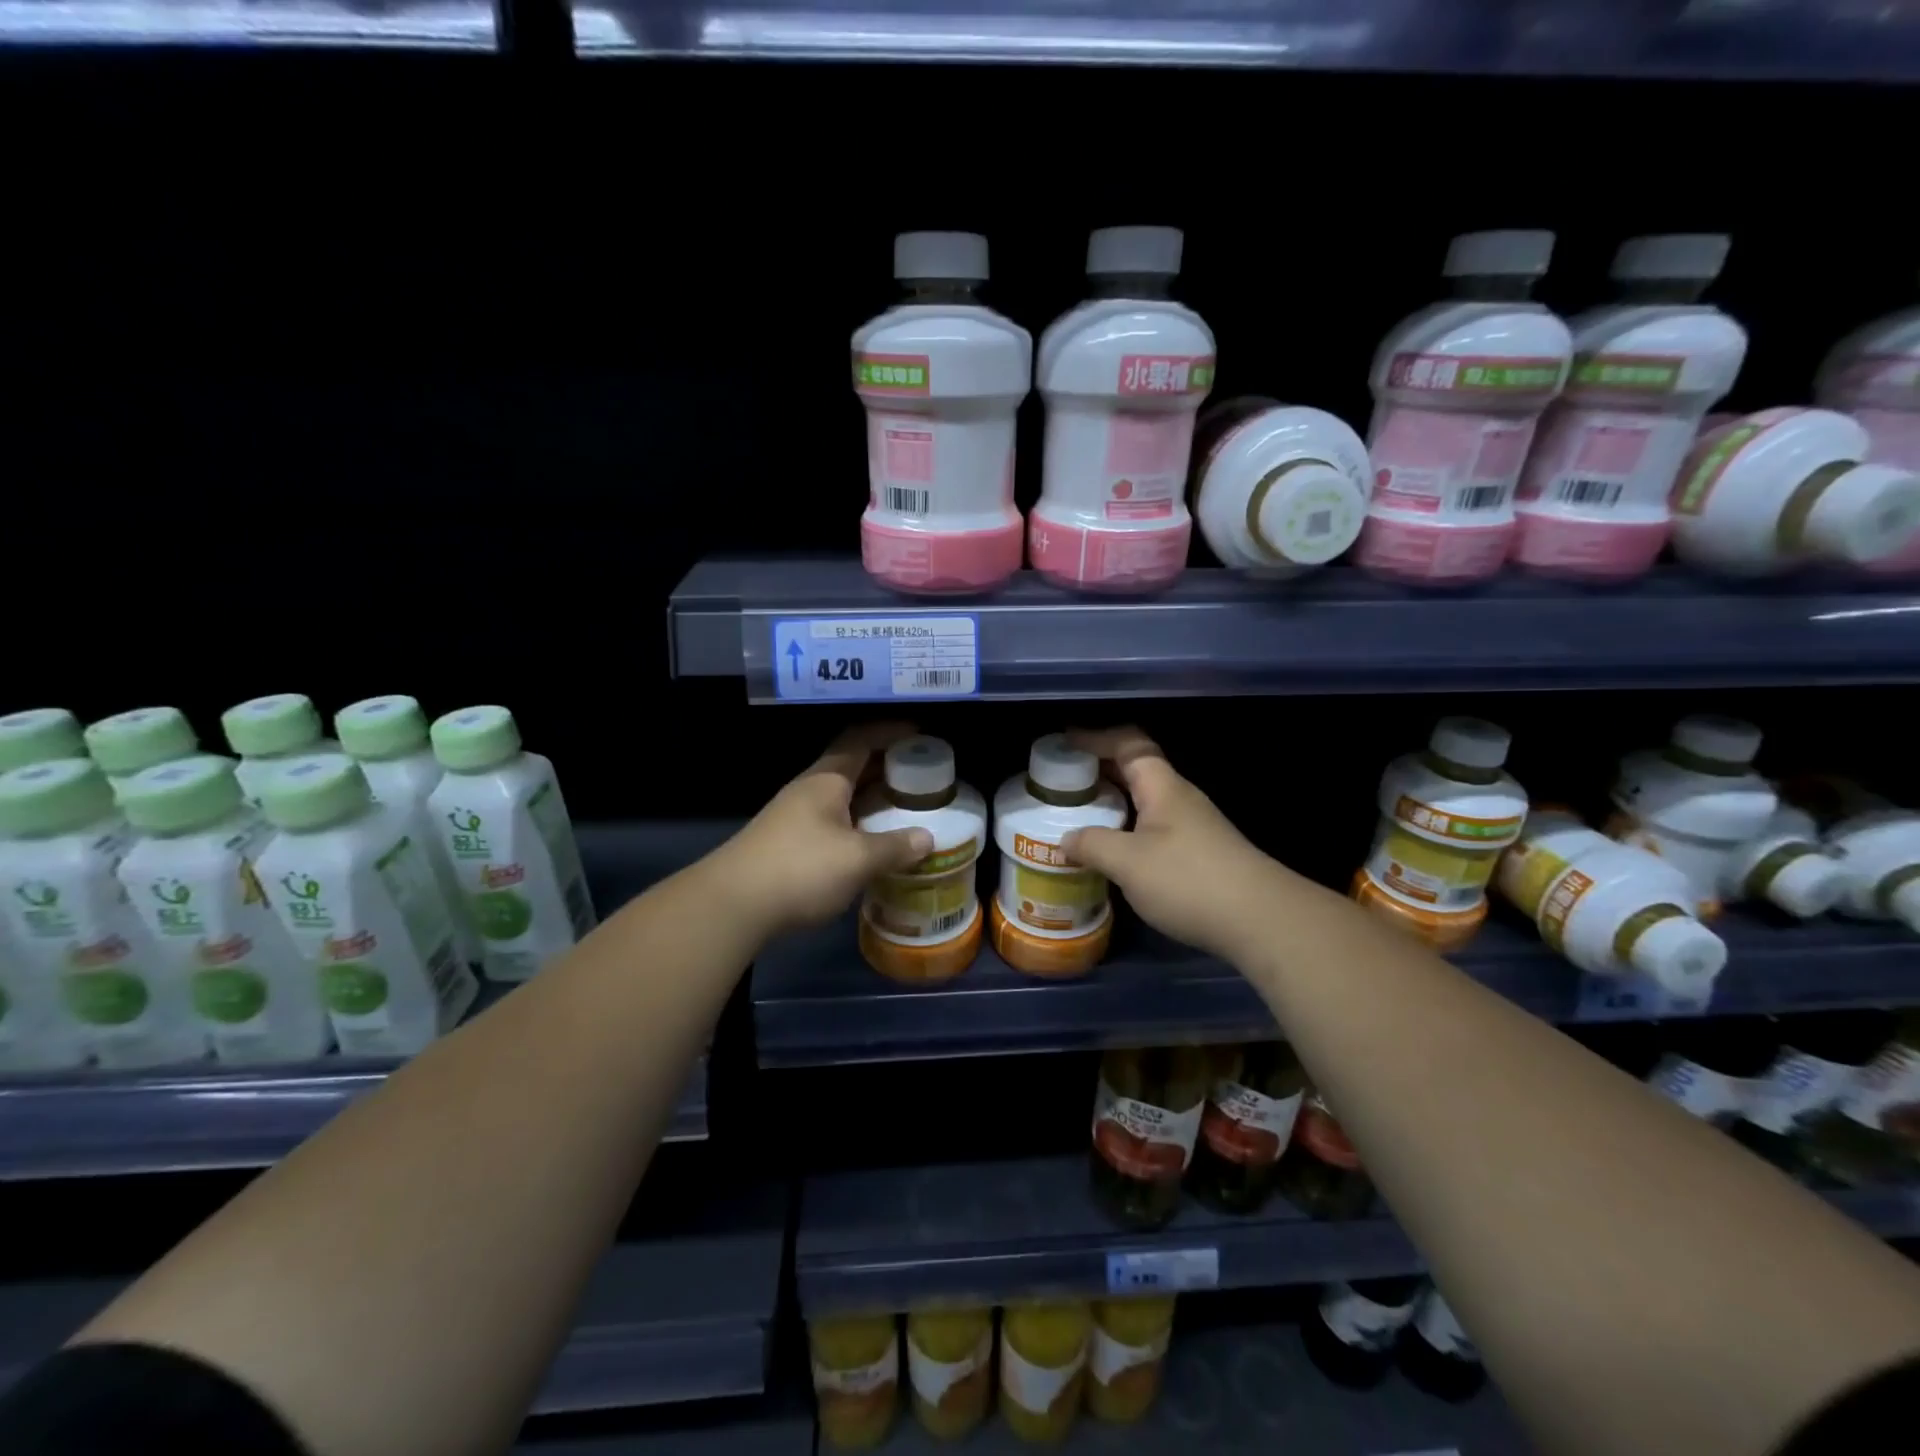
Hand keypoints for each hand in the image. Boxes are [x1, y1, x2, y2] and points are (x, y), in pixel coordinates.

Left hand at [718, 724, 933, 937]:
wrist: (732, 906)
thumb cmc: (799, 869)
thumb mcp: (856, 859)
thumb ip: (894, 847)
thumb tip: (928, 839)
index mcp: (826, 780)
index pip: (861, 740)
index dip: (891, 732)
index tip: (921, 734)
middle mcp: (810, 791)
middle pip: (853, 767)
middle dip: (888, 768)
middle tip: (925, 777)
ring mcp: (796, 818)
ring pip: (844, 799)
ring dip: (874, 801)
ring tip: (908, 811)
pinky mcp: (790, 846)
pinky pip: (835, 824)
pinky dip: (860, 827)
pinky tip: (875, 846)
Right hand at [1063, 726, 1282, 962]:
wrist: (1261, 920)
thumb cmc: (1189, 880)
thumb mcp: (1128, 862)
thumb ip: (1092, 844)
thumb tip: (1065, 839)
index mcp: (1162, 787)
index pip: (1128, 744)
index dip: (1095, 737)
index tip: (1064, 741)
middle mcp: (1179, 798)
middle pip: (1136, 769)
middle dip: (1098, 770)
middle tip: (1061, 781)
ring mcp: (1193, 826)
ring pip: (1145, 801)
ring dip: (1112, 802)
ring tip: (1078, 815)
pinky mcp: (1198, 854)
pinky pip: (1152, 827)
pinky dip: (1126, 829)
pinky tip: (1111, 852)